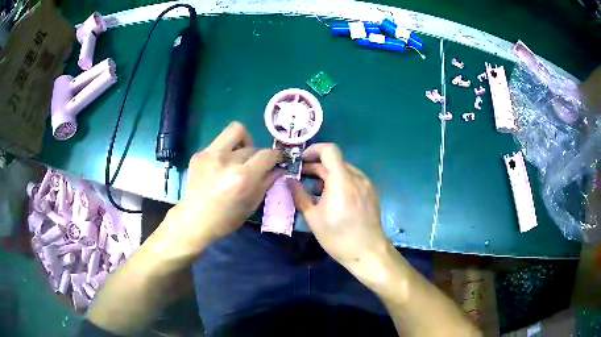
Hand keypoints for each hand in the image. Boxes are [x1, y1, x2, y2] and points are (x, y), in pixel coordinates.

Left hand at [155, 122, 281, 260]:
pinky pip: (220, 142)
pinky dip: (226, 151)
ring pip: (235, 131)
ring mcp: (210, 154)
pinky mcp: (199, 153)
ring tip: (239, 157)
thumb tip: (279, 169)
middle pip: (252, 147)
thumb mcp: (251, 205)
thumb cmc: (225, 219)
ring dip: (243, 143)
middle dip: (257, 156)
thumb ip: (266, 183)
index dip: (276, 156)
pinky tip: (221, 166)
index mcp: (242, 177)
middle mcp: (226, 160)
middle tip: (254, 167)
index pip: (267, 155)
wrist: (193, 220)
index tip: (276, 161)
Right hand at [286, 143, 391, 281]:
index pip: (329, 150)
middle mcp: (356, 176)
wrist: (368, 252)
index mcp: (341, 180)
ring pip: (343, 170)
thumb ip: (299, 195)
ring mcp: (366, 184)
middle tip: (300, 177)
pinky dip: (339, 182)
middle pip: (334, 161)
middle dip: (315, 166)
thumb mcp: (313, 217)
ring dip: (327, 175)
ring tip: (314, 191)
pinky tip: (332, 198)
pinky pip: (352, 180)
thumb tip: (288, 180)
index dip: (313, 150)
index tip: (300, 162)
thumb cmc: (338, 237)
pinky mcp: (370, 192)